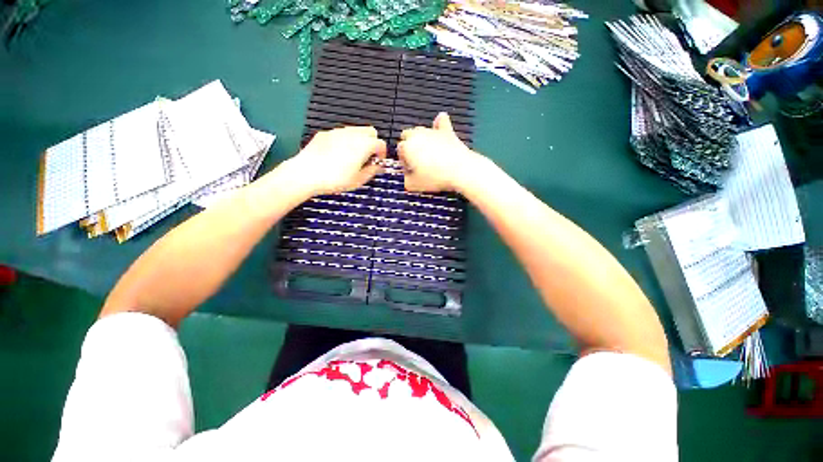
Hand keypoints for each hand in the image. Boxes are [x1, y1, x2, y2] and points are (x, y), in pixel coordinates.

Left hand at [286, 126, 386, 195]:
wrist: (306, 173)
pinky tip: (338, 154)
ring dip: (359, 141)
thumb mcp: (359, 180)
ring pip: (355, 130)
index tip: (378, 161)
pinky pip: (341, 133)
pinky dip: (345, 140)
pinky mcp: (325, 133)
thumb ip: (372, 171)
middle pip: (370, 131)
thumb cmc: (335, 179)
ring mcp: (337, 131)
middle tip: (367, 157)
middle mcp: (352, 134)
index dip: (382, 153)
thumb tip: (378, 167)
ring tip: (353, 157)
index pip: (381, 143)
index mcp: (364, 145)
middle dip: (372, 143)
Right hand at [398, 113, 482, 192]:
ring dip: (420, 138)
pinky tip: (439, 123)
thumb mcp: (414, 185)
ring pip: (421, 130)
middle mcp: (417, 135)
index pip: (399, 150)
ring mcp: (433, 132)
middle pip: (406, 135)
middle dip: (408, 145)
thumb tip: (406, 179)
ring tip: (427, 152)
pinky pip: (441, 121)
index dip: (403, 161)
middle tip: (415, 160)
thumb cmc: (435, 178)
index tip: (410, 170)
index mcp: (407, 147)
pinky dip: (439, 123)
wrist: (460, 170)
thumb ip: (406, 181)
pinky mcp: (447, 132)